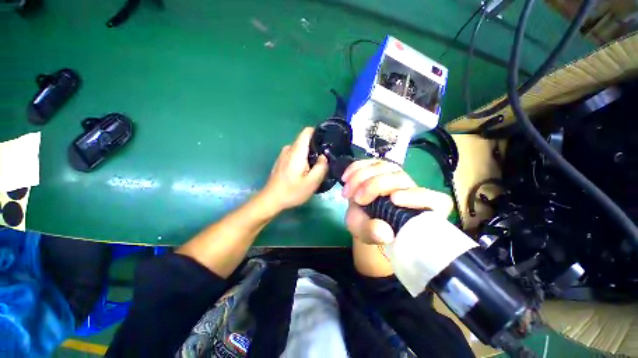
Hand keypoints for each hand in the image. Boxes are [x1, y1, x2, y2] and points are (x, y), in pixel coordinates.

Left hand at [260, 127, 328, 213]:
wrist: (271, 199)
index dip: (318, 132)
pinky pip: (295, 154)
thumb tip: (324, 156)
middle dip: (316, 147)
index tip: (328, 140)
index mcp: (296, 151)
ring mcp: (283, 154)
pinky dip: (303, 158)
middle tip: (325, 159)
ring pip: (301, 148)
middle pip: (305, 140)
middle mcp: (289, 149)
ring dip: (310, 154)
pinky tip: (305, 171)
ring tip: (316, 166)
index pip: (307, 131)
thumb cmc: (292, 191)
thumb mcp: (312, 182)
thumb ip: (321, 167)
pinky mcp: (281, 160)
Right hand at [342, 159, 452, 244]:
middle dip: (375, 185)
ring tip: (347, 192)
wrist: (359, 216)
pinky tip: (346, 177)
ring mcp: (394, 176)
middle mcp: (410, 190)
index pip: (436, 201)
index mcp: (419, 211)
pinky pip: (369, 161)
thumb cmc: (369, 227)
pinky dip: (356, 167)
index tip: (394, 199)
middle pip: (400, 177)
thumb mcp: (367, 234)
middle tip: (357, 199)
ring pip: (384, 166)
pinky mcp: (379, 168)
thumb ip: (374, 234)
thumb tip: (385, 232)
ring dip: (361, 176)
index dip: (418, 196)